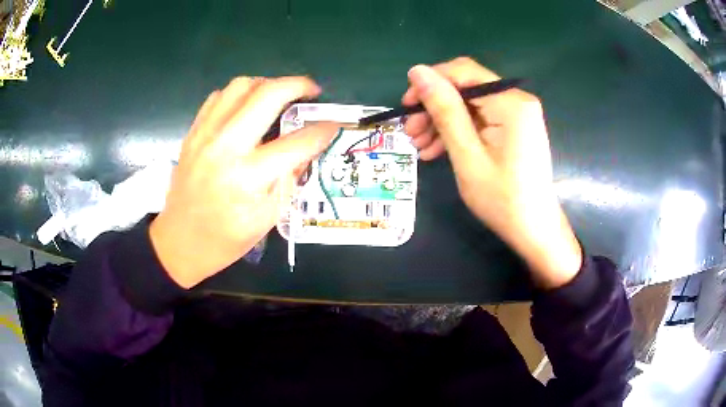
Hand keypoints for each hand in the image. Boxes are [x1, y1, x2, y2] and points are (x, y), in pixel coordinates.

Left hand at [150, 77, 337, 287]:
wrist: (179, 242)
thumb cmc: (225, 240)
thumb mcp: (267, 219)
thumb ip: (289, 179)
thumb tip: (307, 149)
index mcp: (248, 177)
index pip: (297, 142)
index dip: (323, 130)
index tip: (334, 125)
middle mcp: (225, 147)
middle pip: (268, 94)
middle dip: (298, 85)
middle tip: (312, 90)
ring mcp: (205, 135)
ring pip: (241, 86)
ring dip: (266, 85)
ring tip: (278, 97)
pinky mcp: (193, 133)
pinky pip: (218, 97)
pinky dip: (239, 95)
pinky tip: (246, 108)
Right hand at [403, 57, 581, 288]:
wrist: (533, 229)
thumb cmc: (502, 199)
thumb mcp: (467, 154)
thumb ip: (444, 109)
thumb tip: (417, 71)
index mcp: (510, 102)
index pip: (462, 72)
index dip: (430, 83)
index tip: (405, 106)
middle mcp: (516, 100)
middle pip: (465, 88)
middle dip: (434, 107)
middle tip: (410, 133)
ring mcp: (517, 114)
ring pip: (469, 104)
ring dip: (442, 121)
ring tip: (420, 147)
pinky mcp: (514, 127)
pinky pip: (479, 119)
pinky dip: (458, 131)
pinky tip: (437, 150)